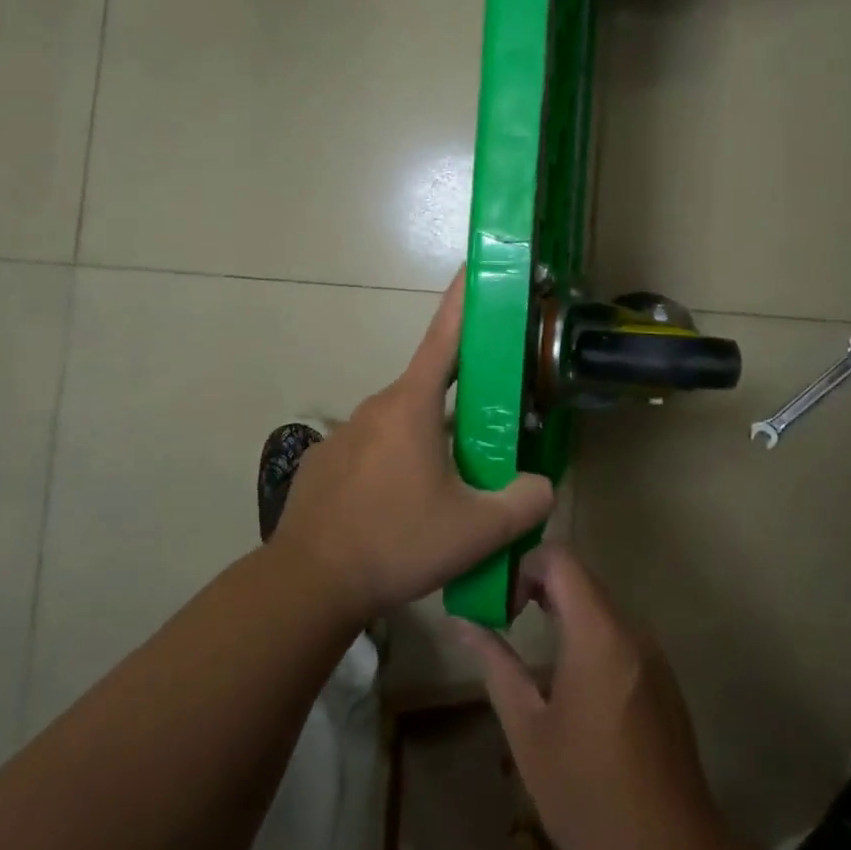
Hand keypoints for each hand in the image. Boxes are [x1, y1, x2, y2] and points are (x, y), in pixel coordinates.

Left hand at [268, 271, 554, 624]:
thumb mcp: (476, 530)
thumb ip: (524, 503)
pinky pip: (373, 452)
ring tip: (448, 491)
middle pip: (430, 389)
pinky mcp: (326, 463)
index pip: (446, 336)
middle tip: (490, 433)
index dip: (464, 299)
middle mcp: (376, 407)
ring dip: (429, 442)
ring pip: (402, 425)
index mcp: (412, 405)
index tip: (475, 266)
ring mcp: (345, 434)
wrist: (308, 583)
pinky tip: (400, 512)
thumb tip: (542, 486)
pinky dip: (395, 467)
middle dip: (463, 401)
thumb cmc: (395, 541)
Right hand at [456, 545, 726, 849]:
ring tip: (526, 642)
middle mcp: (631, 631)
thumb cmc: (588, 793)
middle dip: (537, 585)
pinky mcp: (662, 679)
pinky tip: (566, 678)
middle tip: (502, 616)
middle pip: (581, 578)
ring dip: (562, 610)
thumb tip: (461, 622)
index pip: (561, 558)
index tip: (499, 599)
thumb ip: (495, 664)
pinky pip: (618, 634)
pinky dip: (587, 634)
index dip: (523, 563)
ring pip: (600, 605)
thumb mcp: (528, 730)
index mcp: (598, 634)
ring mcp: (653, 654)